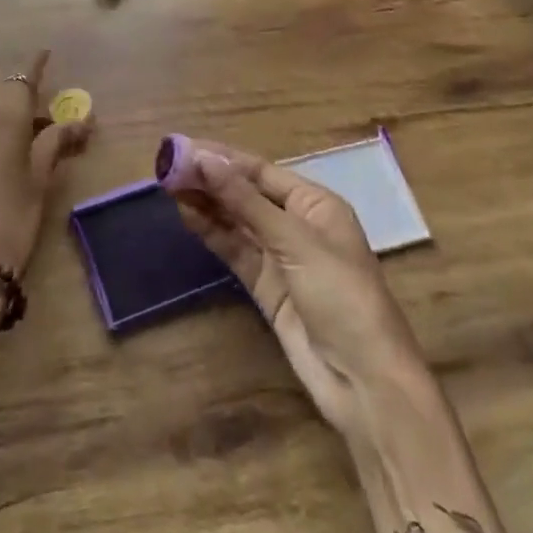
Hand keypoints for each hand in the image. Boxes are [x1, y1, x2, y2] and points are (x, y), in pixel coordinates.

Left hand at [0, 51, 91, 357]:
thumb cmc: (11, 220)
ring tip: (23, 117)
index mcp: (4, 113)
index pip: (22, 74)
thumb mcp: (39, 179)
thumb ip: (56, 142)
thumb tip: (83, 120)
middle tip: (40, 94)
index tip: (47, 52)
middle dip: (17, 80)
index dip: (36, 62)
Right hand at [171, 140, 419, 438]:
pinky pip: (234, 250)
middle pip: (246, 193)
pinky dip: (211, 232)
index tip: (183, 148)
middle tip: (166, 166)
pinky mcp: (266, 286)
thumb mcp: (295, 242)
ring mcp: (280, 257)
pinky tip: (186, 215)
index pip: (260, 171)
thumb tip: (203, 160)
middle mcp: (297, 224)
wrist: (365, 384)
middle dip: (209, 179)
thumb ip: (245, 201)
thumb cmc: (342, 297)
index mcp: (315, 204)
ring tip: (168, 186)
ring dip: (206, 203)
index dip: (222, 158)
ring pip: (236, 221)